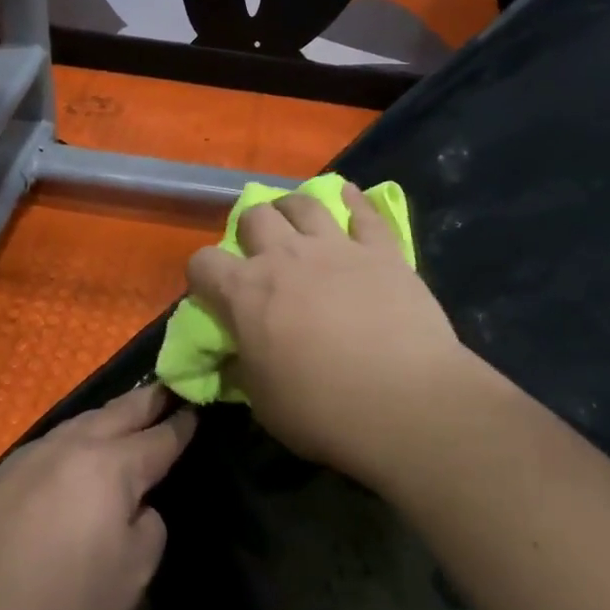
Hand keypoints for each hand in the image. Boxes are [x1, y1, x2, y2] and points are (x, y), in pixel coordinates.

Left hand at [0, 383, 195, 609]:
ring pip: (84, 420)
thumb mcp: (131, 579)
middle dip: (150, 400)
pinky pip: (55, 441)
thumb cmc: (63, 606)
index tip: (197, 408)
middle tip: (169, 389)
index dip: (182, 424)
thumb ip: (149, 530)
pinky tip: (76, 451)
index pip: (160, 436)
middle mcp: (75, 445)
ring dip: (111, 414)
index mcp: (114, 466)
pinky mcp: (4, 473)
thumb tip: (138, 507)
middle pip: (122, 411)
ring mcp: (35, 454)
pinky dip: (78, 437)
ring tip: (127, 413)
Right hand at [185, 184, 464, 479]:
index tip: (212, 292)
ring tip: (296, 220)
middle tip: (261, 252)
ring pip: (304, 204)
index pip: (202, 263)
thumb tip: (237, 356)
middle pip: (254, 216)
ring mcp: (336, 247)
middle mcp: (285, 256)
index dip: (202, 275)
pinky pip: (365, 212)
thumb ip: (244, 368)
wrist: (406, 403)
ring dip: (293, 208)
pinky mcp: (381, 250)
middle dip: (250, 230)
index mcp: (246, 293)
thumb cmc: (325, 411)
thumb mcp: (264, 403)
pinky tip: (350, 197)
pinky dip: (354, 202)